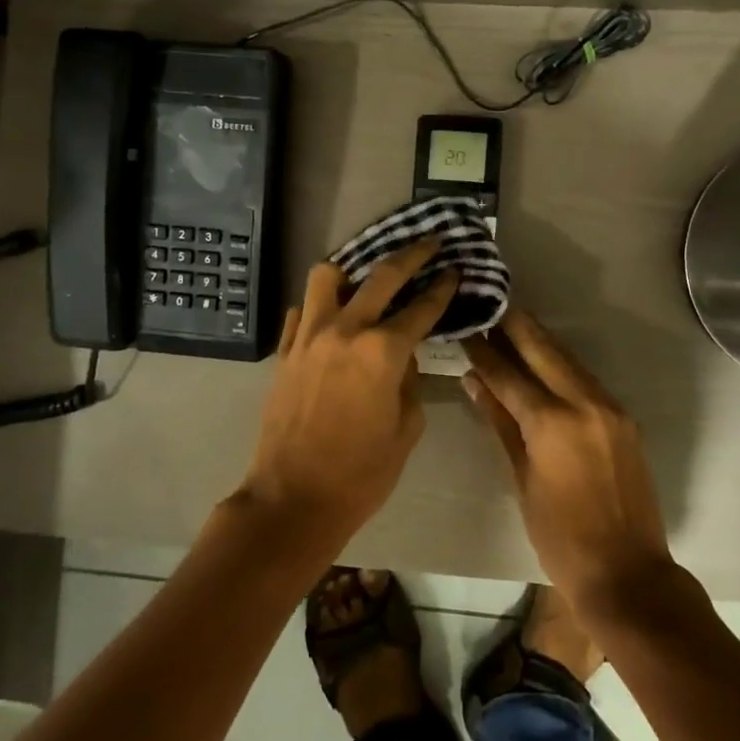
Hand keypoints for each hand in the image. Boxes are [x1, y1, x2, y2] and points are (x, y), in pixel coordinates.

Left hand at [239, 237, 458, 556]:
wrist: (293, 498)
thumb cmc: (361, 473)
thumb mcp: (407, 428)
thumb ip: (410, 381)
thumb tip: (404, 355)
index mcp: (383, 351)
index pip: (422, 306)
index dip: (442, 286)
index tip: (454, 269)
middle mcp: (345, 330)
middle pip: (381, 275)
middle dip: (411, 254)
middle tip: (428, 243)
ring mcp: (308, 336)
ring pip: (326, 276)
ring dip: (352, 270)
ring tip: (366, 277)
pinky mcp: (285, 350)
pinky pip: (302, 310)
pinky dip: (320, 304)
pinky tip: (333, 315)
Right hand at [461, 310, 672, 613]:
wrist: (627, 572)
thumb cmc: (560, 536)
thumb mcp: (522, 479)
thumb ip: (500, 423)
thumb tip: (475, 381)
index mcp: (552, 422)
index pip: (508, 373)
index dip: (483, 350)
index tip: (465, 328)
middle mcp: (584, 403)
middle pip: (543, 349)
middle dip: (514, 325)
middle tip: (491, 304)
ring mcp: (610, 408)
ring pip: (568, 359)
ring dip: (539, 340)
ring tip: (511, 324)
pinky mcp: (624, 419)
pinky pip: (586, 379)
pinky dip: (561, 365)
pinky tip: (543, 361)